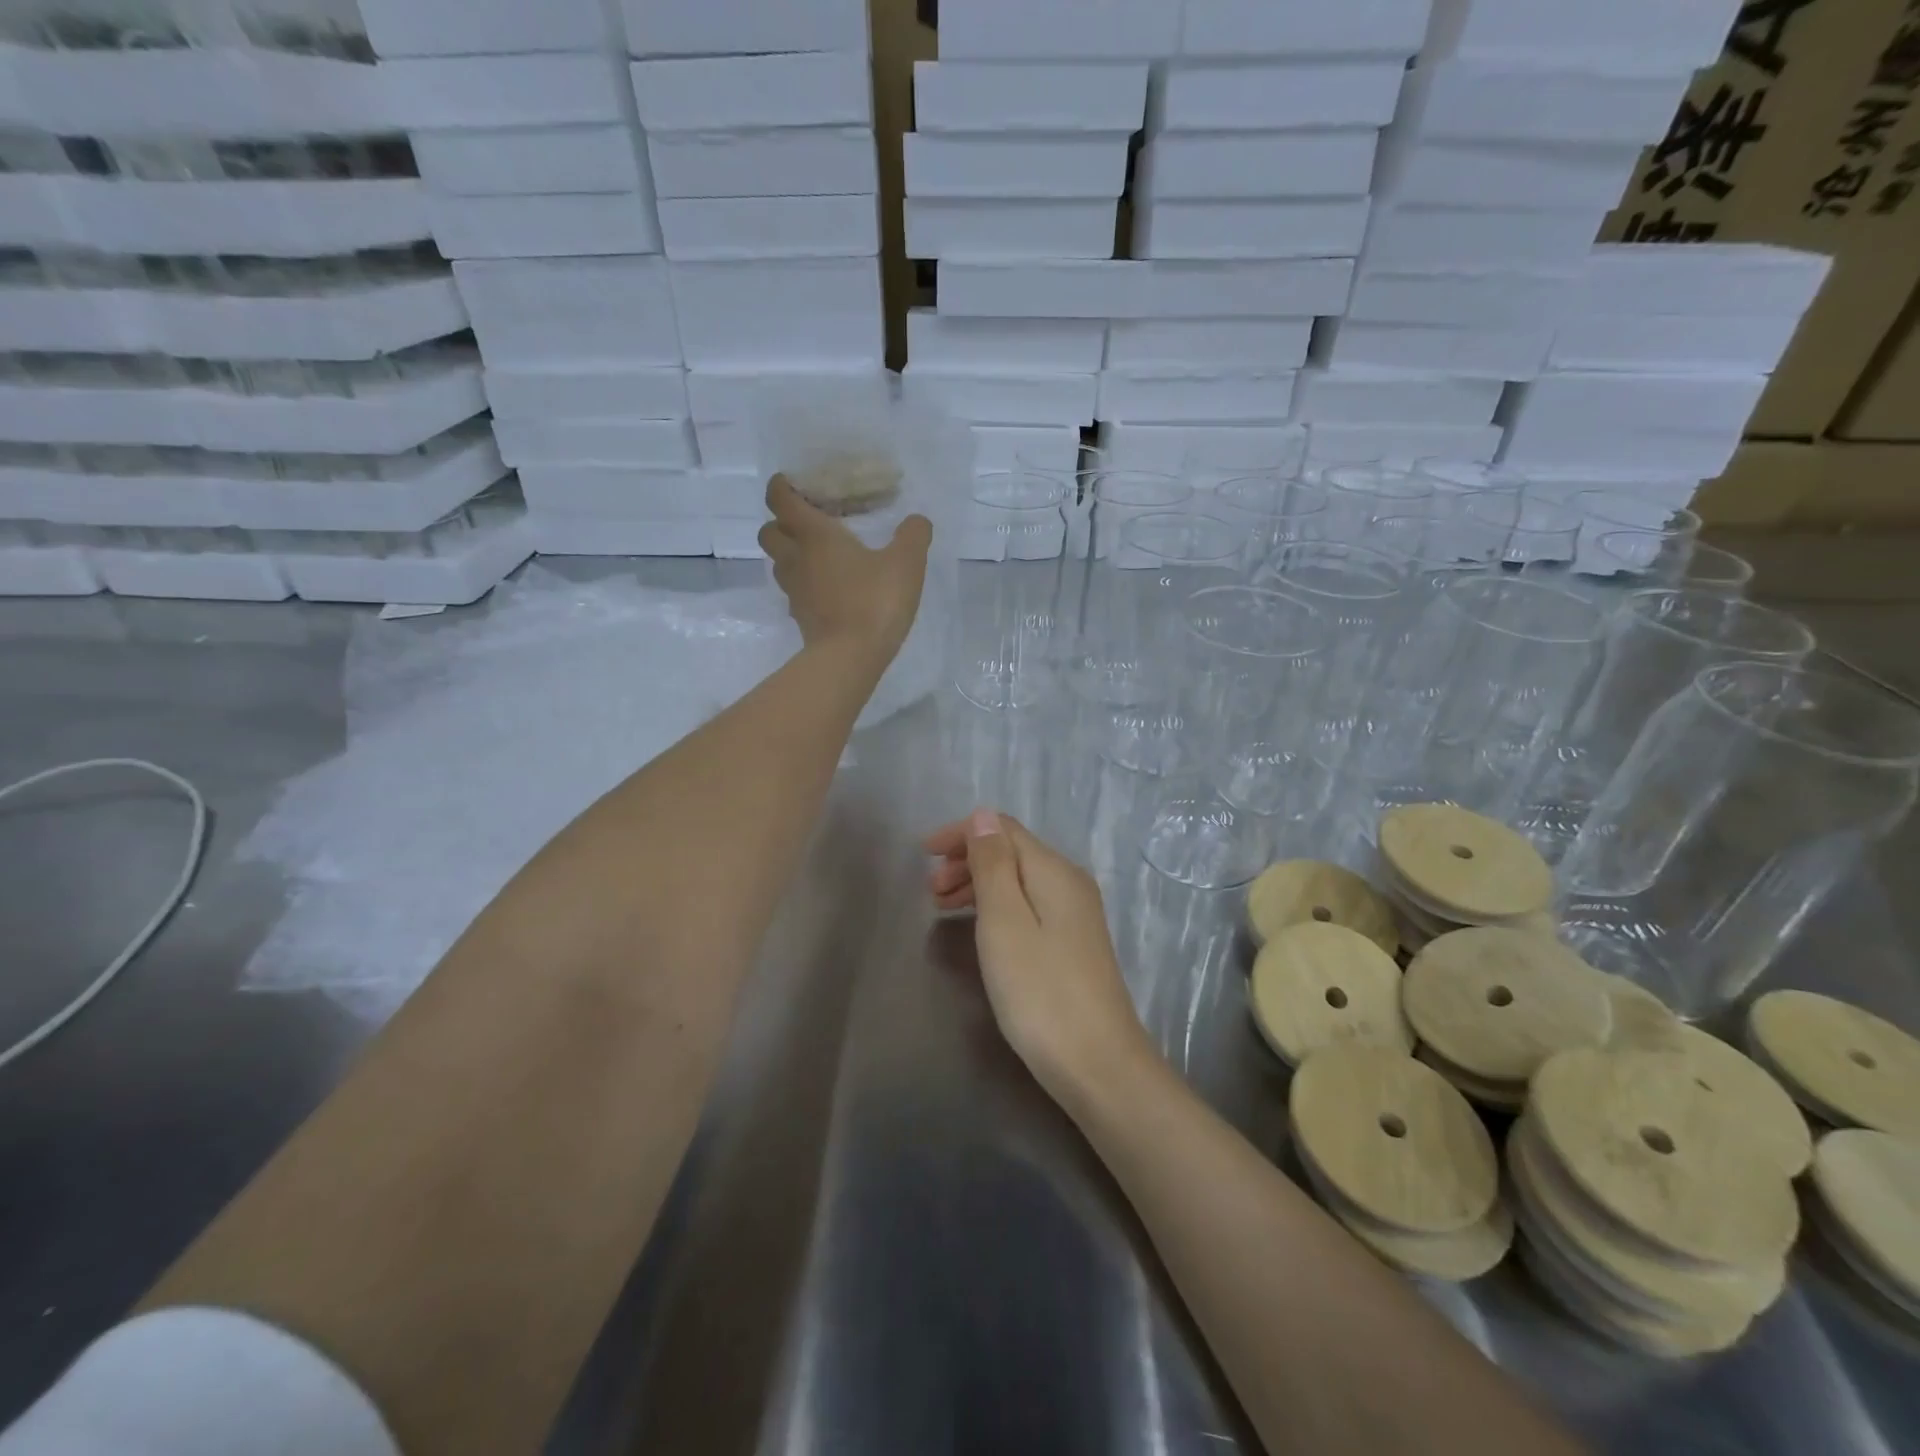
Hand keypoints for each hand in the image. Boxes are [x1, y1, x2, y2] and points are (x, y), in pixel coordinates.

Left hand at [759, 475, 931, 660]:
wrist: (850, 658)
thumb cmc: (873, 602)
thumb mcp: (905, 563)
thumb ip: (913, 536)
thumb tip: (917, 521)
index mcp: (813, 535)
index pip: (780, 498)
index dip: (782, 486)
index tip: (795, 482)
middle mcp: (795, 558)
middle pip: (769, 531)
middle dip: (782, 522)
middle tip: (810, 522)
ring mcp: (794, 591)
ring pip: (779, 562)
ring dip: (791, 553)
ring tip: (821, 554)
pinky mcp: (800, 617)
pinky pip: (794, 591)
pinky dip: (804, 583)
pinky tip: (829, 587)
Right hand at [924, 810, 1155, 1109]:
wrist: (1098, 1064)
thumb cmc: (1040, 991)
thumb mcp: (1004, 922)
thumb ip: (993, 865)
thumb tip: (983, 816)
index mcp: (1054, 870)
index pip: (1004, 829)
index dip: (961, 834)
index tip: (922, 855)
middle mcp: (1069, 883)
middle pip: (1012, 853)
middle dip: (966, 861)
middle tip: (929, 891)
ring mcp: (1075, 915)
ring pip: (1018, 881)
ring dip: (978, 884)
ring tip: (941, 907)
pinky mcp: (1073, 943)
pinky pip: (1027, 906)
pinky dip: (996, 907)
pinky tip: (977, 928)